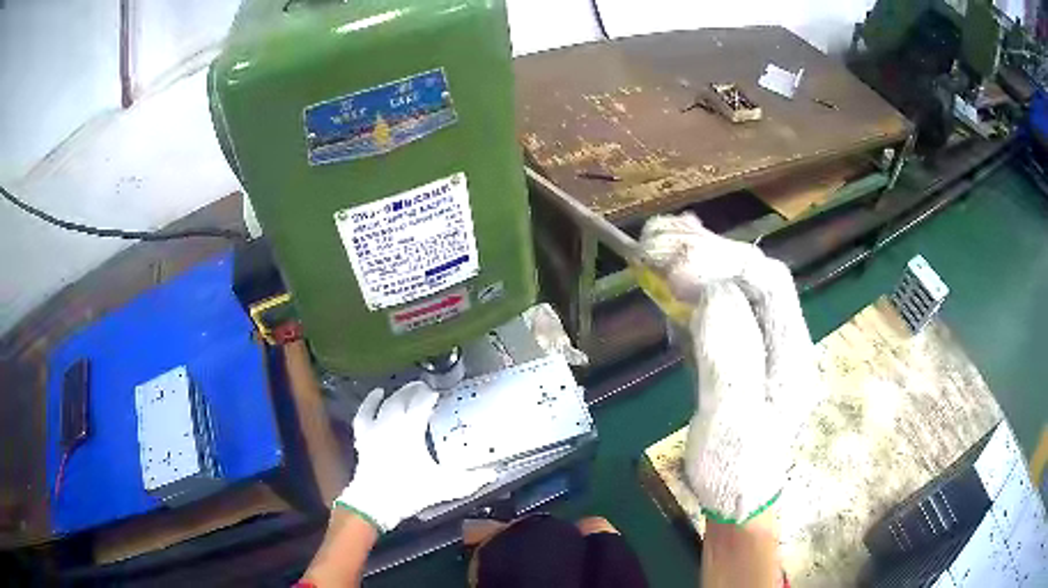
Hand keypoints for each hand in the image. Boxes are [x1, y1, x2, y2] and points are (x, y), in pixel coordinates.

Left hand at [335, 382, 495, 531]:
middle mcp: (392, 423)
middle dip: (414, 390)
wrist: (375, 503)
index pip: (422, 403)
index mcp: (411, 430)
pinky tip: (375, 396)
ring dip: (396, 394)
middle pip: (403, 398)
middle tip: (424, 386)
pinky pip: (364, 414)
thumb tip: (492, 474)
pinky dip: (369, 402)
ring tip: (404, 389)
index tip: (439, 392)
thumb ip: (470, 480)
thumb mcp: (445, 487)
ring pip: (385, 403)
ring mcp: (375, 429)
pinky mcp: (363, 438)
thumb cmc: (410, 492)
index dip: (431, 395)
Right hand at [640, 214, 820, 523]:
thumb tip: (714, 293)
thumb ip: (729, 353)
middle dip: (708, 250)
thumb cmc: (735, 469)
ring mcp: (764, 344)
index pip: (770, 285)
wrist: (738, 499)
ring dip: (700, 257)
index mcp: (792, 354)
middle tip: (657, 238)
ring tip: (658, 239)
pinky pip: (722, 306)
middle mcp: (784, 339)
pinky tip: (671, 272)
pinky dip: (694, 282)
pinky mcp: (741, 353)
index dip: (725, 263)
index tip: (678, 267)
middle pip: (754, 276)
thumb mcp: (731, 419)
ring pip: (737, 285)